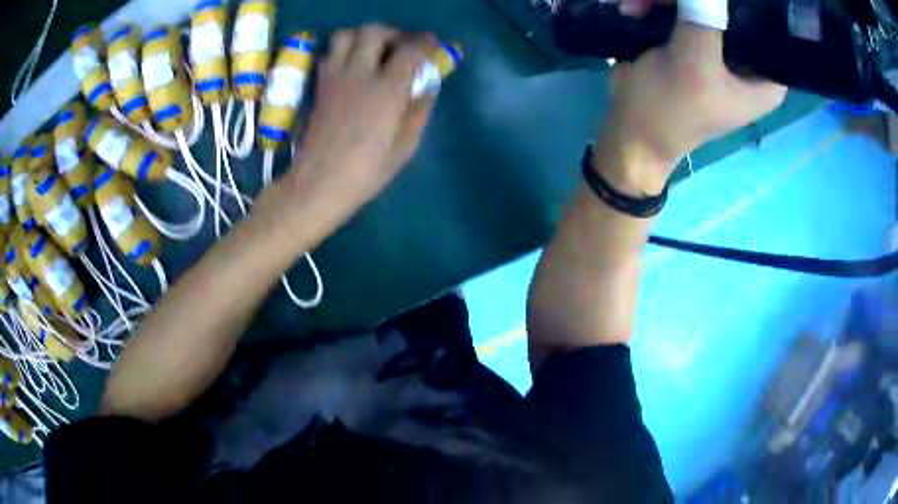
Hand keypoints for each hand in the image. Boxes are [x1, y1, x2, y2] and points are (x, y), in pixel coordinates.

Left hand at [277, 25, 436, 240]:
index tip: (434, 45)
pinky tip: (353, 67)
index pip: (411, 49)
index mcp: (387, 89)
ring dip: (365, 36)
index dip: (426, 42)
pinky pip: (331, 54)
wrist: (319, 183)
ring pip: (347, 35)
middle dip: (394, 33)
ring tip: (376, 51)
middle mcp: (360, 73)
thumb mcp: (405, 146)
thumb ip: (419, 110)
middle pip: (375, 32)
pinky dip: (344, 51)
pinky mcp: (320, 85)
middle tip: (403, 47)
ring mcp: (335, 77)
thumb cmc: (366, 171)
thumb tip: (427, 86)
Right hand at [597, 7, 786, 194]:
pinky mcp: (696, 41)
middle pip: (736, 11)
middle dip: (704, 1)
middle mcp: (749, 62)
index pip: (771, 30)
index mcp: (766, 81)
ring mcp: (721, 49)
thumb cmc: (669, 108)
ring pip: (709, 5)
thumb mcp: (693, 63)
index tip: (715, 3)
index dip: (750, 8)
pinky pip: (685, 8)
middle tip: (667, 0)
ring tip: (639, 5)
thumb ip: (705, 17)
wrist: (631, 130)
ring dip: (671, 0)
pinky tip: (637, 8)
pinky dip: (661, 4)